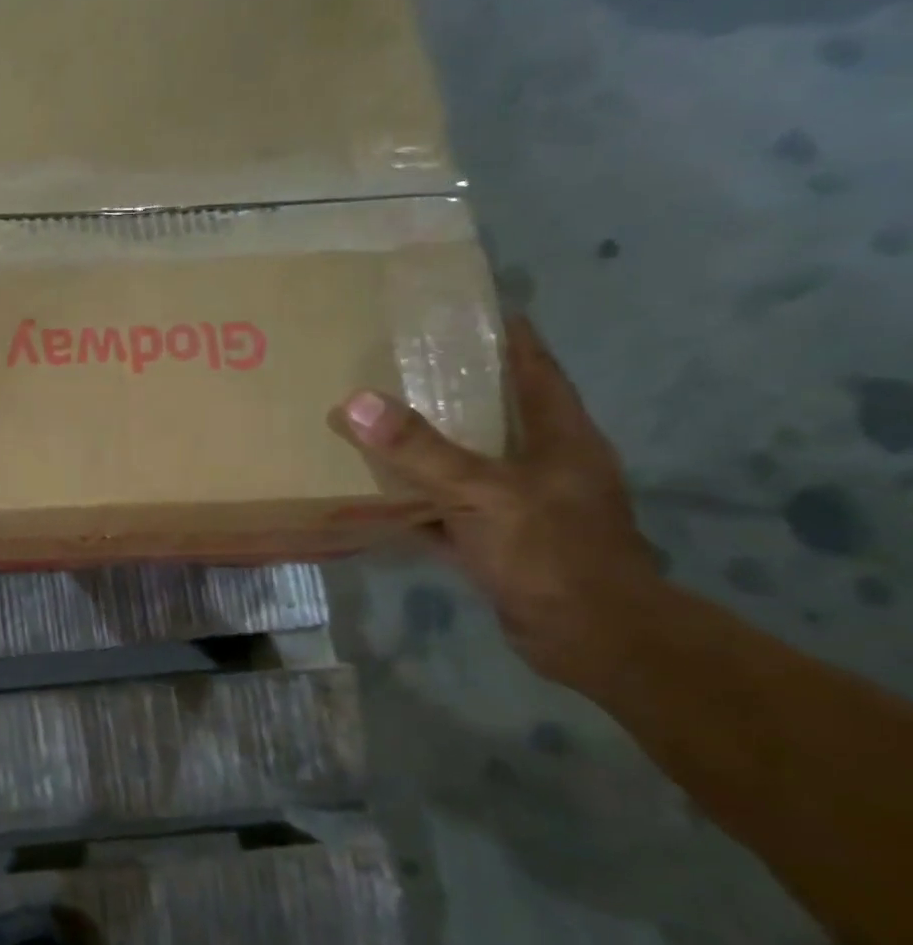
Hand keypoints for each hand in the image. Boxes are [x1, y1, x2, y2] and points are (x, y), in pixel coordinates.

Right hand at [329, 316, 662, 687]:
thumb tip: (355, 402)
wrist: (588, 637)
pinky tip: (376, 494)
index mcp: (559, 436)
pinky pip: (447, 509)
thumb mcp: (482, 492)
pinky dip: (415, 501)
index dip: (504, 334)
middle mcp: (542, 463)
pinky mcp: (498, 541)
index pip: (533, 367)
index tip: (463, 307)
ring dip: (427, 446)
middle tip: (395, 362)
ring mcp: (520, 504)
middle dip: (450, 387)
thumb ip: (420, 450)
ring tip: (375, 419)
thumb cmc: (550, 551)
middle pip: (494, 411)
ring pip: (466, 462)